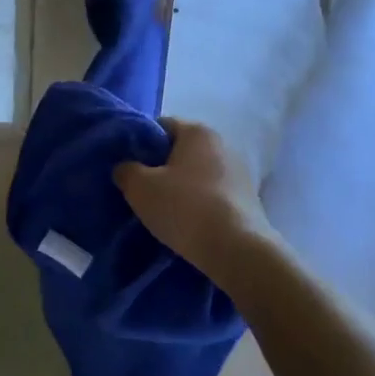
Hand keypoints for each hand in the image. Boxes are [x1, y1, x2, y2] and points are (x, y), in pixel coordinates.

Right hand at [114, 120, 274, 280]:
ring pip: (197, 174)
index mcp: (198, 131)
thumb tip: (125, 168)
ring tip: (162, 210)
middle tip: (141, 189)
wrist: (236, 249)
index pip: (161, 126)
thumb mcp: (140, 187)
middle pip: (180, 150)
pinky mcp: (249, 199)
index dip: (140, 144)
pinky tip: (186, 222)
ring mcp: (240, 172)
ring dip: (180, 187)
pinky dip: (198, 203)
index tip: (129, 166)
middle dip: (160, 167)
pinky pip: (212, 193)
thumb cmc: (184, 207)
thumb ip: (126, 170)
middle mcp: (223, 144)